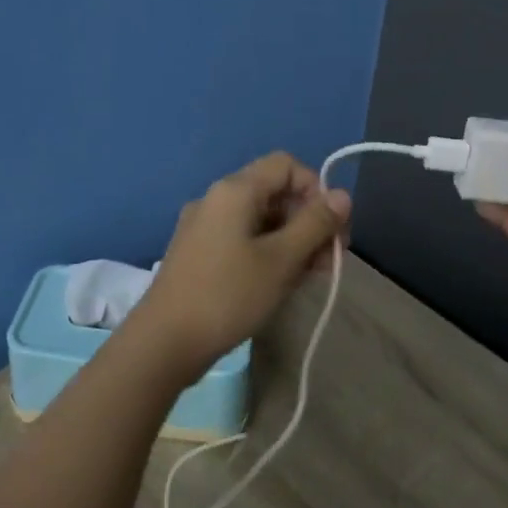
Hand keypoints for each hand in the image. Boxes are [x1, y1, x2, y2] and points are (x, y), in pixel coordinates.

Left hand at [128, 152, 349, 384]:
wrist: (164, 342)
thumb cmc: (228, 295)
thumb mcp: (281, 260)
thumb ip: (315, 224)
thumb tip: (342, 195)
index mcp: (234, 190)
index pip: (286, 165)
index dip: (316, 189)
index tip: (332, 228)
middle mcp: (216, 199)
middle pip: (274, 192)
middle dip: (308, 221)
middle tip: (329, 261)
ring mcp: (203, 227)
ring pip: (260, 220)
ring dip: (291, 241)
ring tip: (310, 277)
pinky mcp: (198, 253)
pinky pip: (242, 239)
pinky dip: (268, 253)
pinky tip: (280, 284)